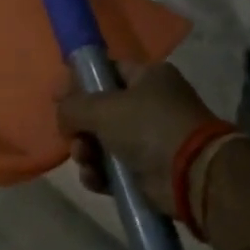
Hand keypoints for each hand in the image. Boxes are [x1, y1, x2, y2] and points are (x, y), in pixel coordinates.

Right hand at [56, 62, 217, 213]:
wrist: (191, 175)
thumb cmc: (148, 127)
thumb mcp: (103, 107)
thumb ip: (73, 105)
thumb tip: (63, 114)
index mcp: (148, 77)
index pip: (107, 71)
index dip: (80, 81)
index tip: (57, 97)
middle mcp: (150, 105)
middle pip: (100, 111)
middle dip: (80, 126)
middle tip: (71, 136)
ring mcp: (149, 140)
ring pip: (102, 142)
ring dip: (86, 152)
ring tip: (85, 160)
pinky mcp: (146, 171)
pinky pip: (112, 169)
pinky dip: (99, 174)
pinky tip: (95, 179)